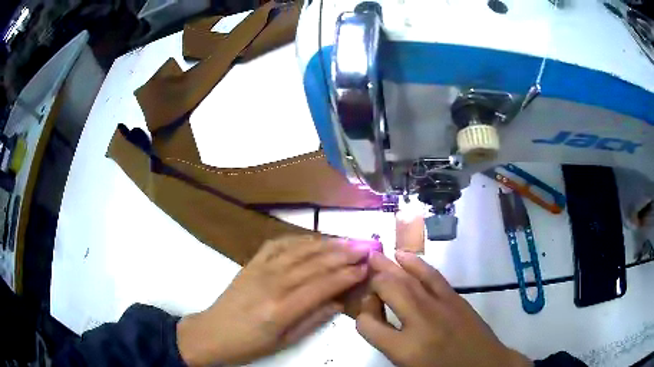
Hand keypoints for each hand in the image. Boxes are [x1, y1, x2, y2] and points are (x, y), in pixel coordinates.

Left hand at [177, 236, 369, 365]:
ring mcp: (260, 269)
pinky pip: (278, 244)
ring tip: (346, 240)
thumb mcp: (285, 341)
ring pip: (299, 250)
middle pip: (314, 264)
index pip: (323, 286)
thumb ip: (313, 320)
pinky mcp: (251, 262)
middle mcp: (273, 283)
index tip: (366, 267)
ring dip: (325, 244)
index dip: (347, 275)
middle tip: (365, 247)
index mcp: (282, 308)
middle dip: (343, 254)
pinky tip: (312, 238)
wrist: (213, 332)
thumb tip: (339, 302)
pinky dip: (298, 239)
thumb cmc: (250, 344)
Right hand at [356, 251, 531, 366]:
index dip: (362, 315)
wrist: (483, 364)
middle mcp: (419, 322)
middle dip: (374, 281)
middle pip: (388, 289)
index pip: (367, 324)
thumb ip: (388, 342)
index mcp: (405, 348)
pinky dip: (416, 263)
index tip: (366, 314)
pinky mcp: (454, 297)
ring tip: (375, 256)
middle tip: (364, 274)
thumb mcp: (407, 365)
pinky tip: (404, 256)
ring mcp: (439, 305)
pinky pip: (432, 275)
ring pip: (408, 278)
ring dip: (390, 266)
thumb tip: (373, 318)